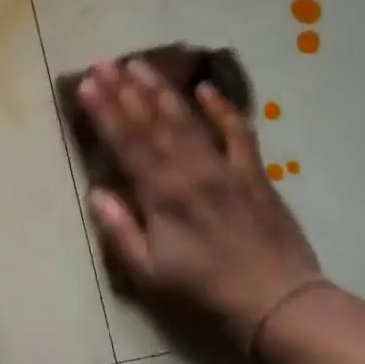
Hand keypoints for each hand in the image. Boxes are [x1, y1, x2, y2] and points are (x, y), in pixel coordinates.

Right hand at [77, 58, 326, 348]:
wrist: (278, 301)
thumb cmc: (206, 290)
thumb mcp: (151, 272)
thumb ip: (120, 230)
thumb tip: (97, 193)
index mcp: (162, 194)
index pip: (127, 143)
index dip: (104, 112)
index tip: (86, 84)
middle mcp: (190, 170)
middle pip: (152, 122)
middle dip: (124, 89)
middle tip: (104, 62)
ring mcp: (224, 166)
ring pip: (187, 119)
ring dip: (160, 90)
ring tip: (139, 64)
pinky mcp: (253, 171)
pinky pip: (238, 132)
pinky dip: (223, 108)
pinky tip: (206, 88)